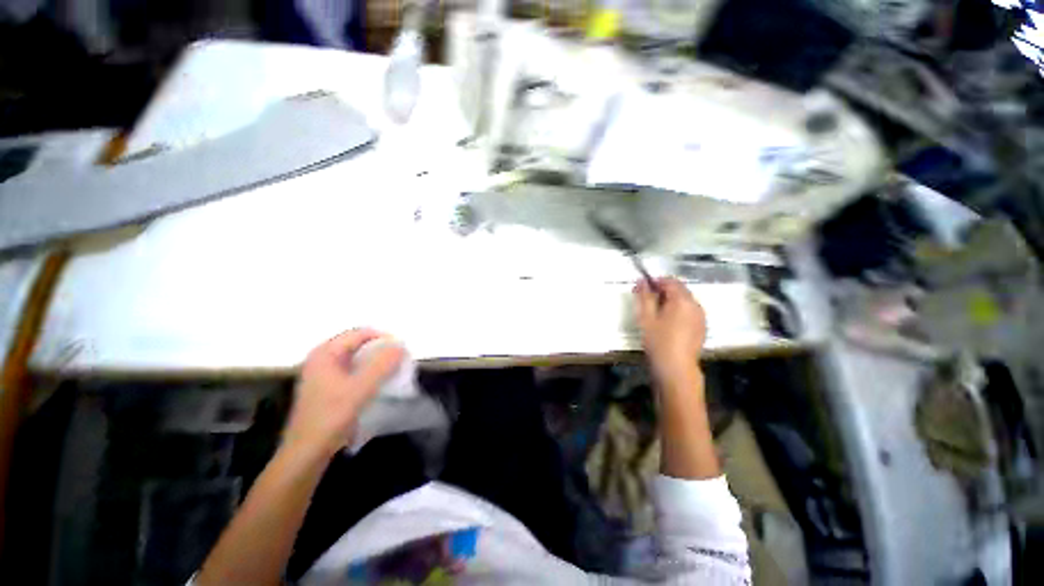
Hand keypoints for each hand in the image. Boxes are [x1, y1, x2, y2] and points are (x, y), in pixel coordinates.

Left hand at [284, 329, 404, 457]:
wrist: (306, 454)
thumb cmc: (331, 417)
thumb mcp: (360, 388)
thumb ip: (382, 364)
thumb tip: (400, 346)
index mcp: (326, 353)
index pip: (361, 333)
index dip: (384, 338)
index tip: (402, 351)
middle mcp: (322, 359)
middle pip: (359, 345)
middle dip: (381, 351)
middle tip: (400, 362)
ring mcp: (323, 374)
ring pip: (357, 359)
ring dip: (376, 363)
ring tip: (393, 373)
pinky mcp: (327, 388)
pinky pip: (353, 372)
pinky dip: (368, 374)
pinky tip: (378, 386)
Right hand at [634, 277, 705, 384]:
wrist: (676, 367)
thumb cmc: (658, 341)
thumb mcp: (646, 317)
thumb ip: (644, 296)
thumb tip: (641, 281)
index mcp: (682, 300)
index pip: (670, 281)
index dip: (655, 281)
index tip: (643, 288)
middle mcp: (695, 304)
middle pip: (679, 289)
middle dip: (663, 291)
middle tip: (647, 301)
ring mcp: (701, 316)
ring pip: (685, 300)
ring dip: (671, 300)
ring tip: (656, 313)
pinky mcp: (702, 326)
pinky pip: (690, 311)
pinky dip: (679, 310)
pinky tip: (669, 322)